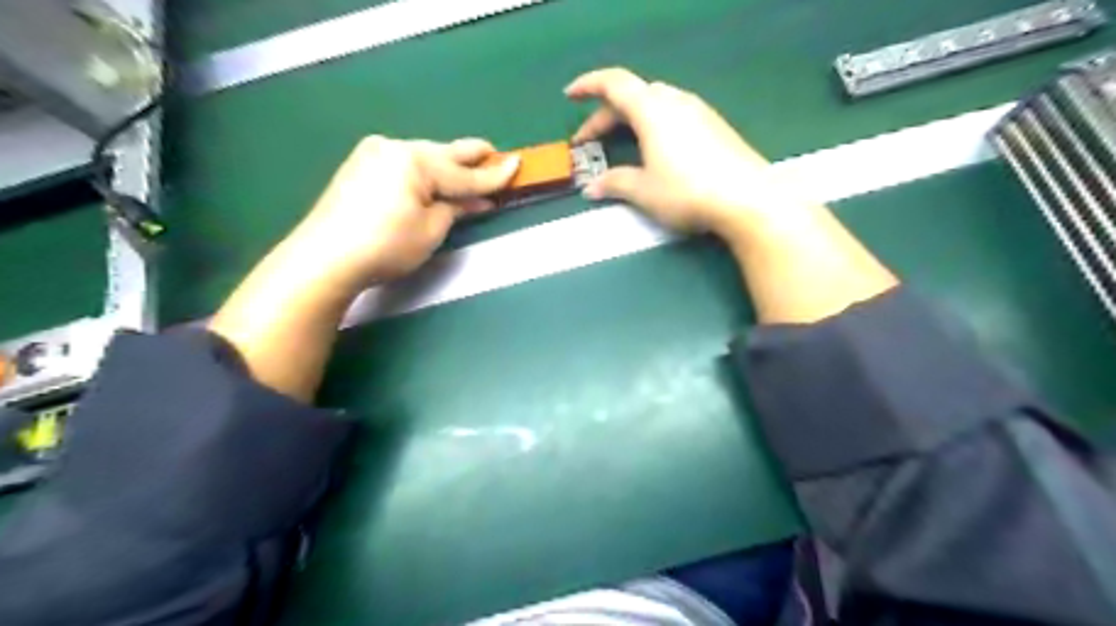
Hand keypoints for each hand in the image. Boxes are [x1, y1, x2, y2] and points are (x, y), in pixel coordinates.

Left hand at [284, 135, 518, 287]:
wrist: (325, 257)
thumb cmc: (386, 246)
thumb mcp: (431, 230)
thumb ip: (456, 207)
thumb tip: (478, 199)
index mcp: (415, 161)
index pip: (463, 173)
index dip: (493, 175)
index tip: (517, 164)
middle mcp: (394, 148)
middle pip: (443, 153)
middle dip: (470, 158)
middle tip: (494, 154)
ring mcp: (373, 154)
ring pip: (423, 157)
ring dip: (446, 165)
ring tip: (468, 170)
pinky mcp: (360, 166)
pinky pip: (404, 164)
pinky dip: (423, 172)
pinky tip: (433, 180)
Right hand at [570, 69, 777, 239]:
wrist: (747, 198)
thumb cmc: (687, 191)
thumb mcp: (644, 191)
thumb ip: (615, 184)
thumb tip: (591, 188)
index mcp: (652, 110)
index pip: (614, 83)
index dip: (588, 86)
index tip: (569, 96)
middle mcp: (675, 101)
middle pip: (633, 95)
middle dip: (606, 115)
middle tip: (589, 141)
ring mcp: (698, 111)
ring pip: (655, 103)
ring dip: (631, 119)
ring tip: (620, 143)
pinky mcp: (714, 126)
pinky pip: (674, 115)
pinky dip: (653, 125)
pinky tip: (655, 149)